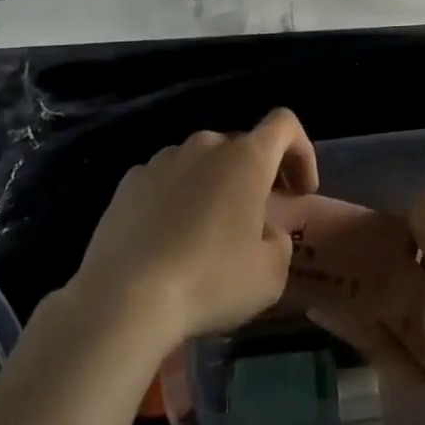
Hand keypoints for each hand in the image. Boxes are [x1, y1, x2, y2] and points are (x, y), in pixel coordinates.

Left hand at [71, 108, 318, 347]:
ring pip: (201, 164)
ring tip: (206, 237)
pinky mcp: (128, 183)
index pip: (285, 124)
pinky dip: (176, 201)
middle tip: (255, 224)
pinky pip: (166, 181)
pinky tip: (168, 243)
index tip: (299, 193)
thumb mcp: (270, 274)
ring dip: (214, 188)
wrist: (123, 299)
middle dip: (254, 178)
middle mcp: (205, 146)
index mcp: (246, 157)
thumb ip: (279, 241)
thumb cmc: (210, 281)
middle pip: (241, 147)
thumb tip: (262, 231)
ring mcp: (162, 160)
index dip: (301, 152)